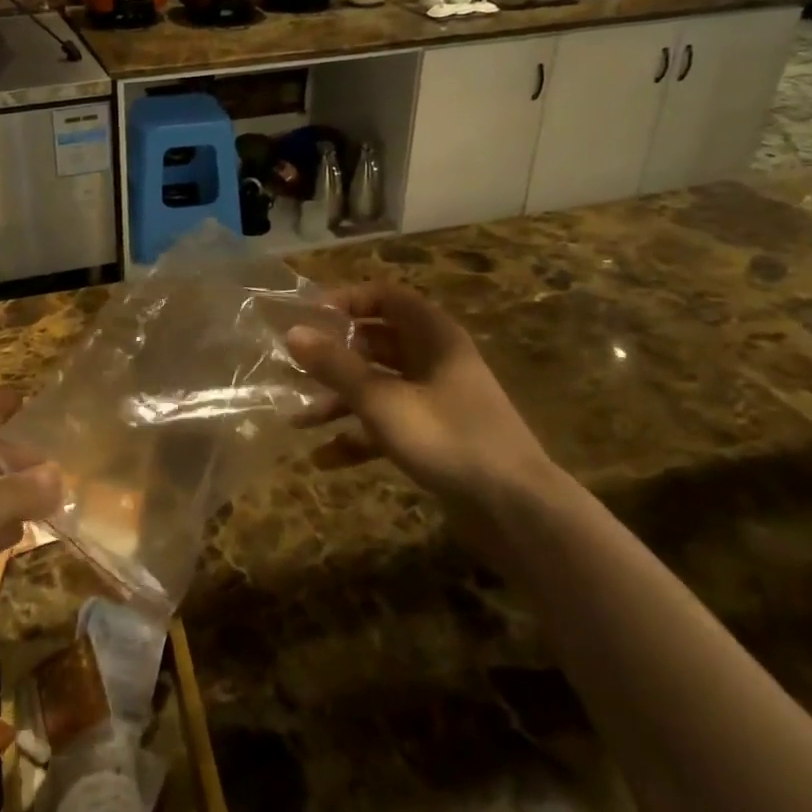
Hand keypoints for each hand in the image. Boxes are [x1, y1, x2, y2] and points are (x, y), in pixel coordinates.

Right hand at [287, 283, 558, 550]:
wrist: (519, 513)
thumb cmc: (449, 439)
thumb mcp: (383, 401)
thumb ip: (336, 366)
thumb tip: (293, 332)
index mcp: (434, 337)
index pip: (385, 297)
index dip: (346, 301)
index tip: (308, 317)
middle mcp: (435, 361)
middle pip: (376, 343)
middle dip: (334, 357)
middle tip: (295, 367)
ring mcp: (437, 401)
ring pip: (378, 386)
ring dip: (339, 400)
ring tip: (299, 419)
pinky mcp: (436, 439)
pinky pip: (389, 425)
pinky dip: (359, 437)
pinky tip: (325, 459)